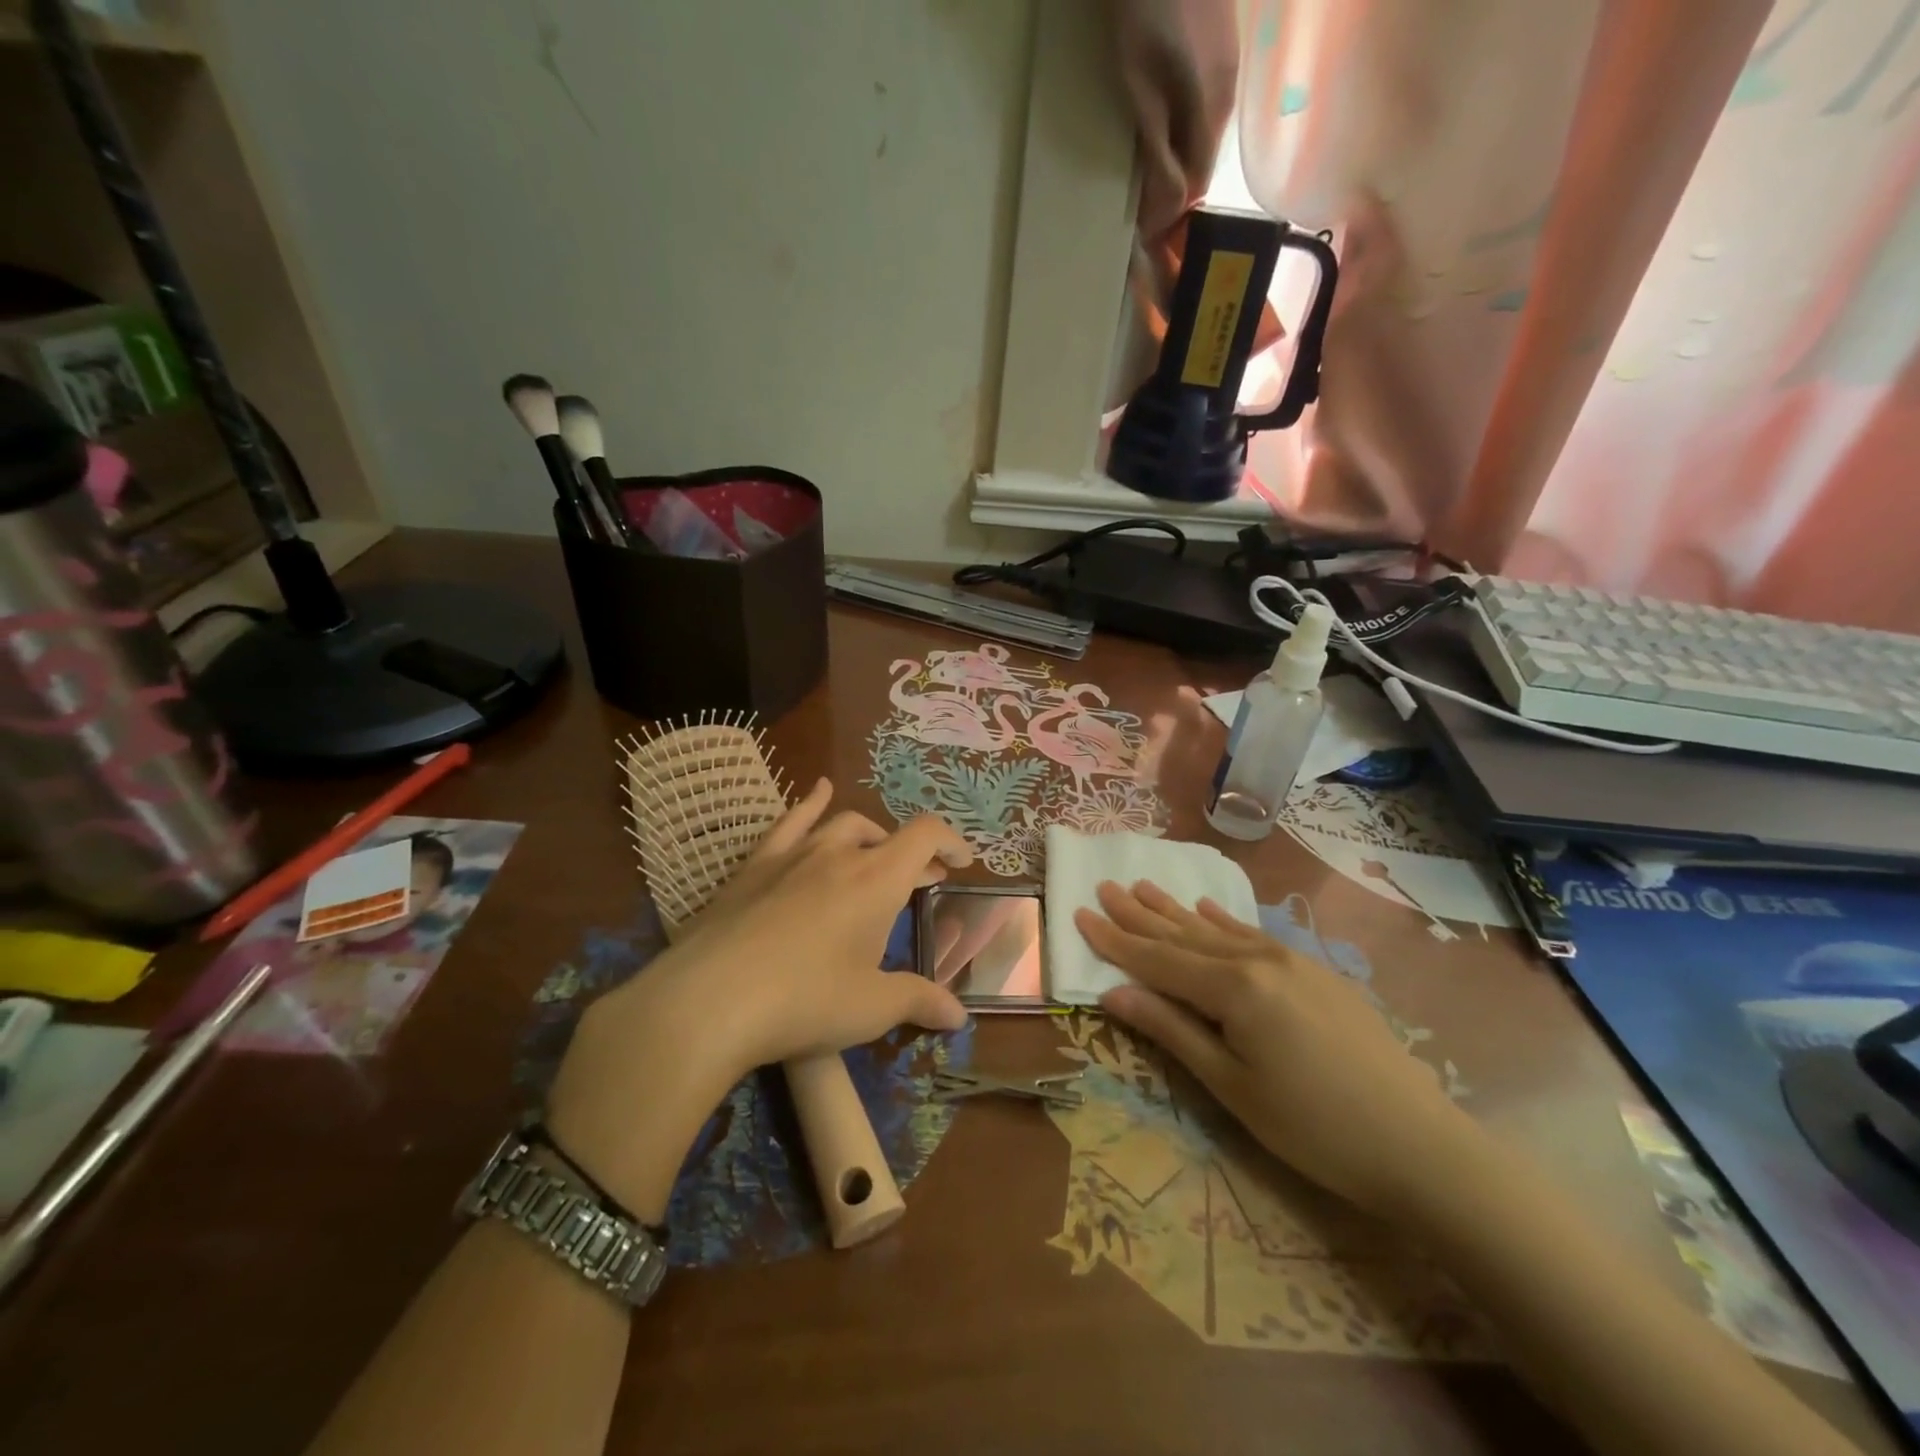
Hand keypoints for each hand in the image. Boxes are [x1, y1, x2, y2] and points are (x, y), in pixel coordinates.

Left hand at [546, 781, 970, 1215]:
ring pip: (841, 825)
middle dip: (909, 853)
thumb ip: (919, 1002)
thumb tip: (960, 1016)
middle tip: (919, 881)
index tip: (961, 863)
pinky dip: (810, 803)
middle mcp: (839, 855)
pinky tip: (818, 791)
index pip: (925, 836)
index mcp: (877, 881)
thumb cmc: (804, 1001)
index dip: (950, 842)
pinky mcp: (754, 866)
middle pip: (885, 835)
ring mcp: (792, 855)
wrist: (709, 1000)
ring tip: (875, 852)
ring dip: (868, 835)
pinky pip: (789, 822)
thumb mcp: (871, 1009)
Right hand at [1076, 881, 1472, 1218]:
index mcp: (1233, 989)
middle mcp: (1257, 960)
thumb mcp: (1231, 1085)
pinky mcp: (1315, 971)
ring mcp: (1291, 961)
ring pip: (1217, 929)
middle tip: (1105, 886)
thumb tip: (1112, 992)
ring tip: (1143, 886)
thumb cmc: (1313, 1126)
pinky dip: (1223, 921)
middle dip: (1140, 914)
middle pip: (1184, 935)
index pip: (1158, 960)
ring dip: (1175, 910)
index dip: (1115, 940)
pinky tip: (1205, 908)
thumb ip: (1171, 1030)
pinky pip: (1254, 935)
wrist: (1419, 1143)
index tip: (1080, 912)